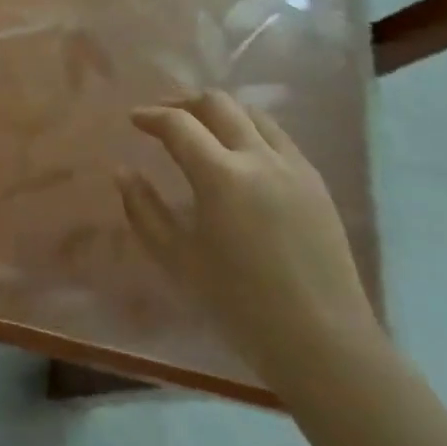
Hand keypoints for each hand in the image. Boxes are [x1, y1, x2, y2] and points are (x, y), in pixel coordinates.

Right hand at [119, 92, 380, 391]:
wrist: (323, 343)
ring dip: (220, 111)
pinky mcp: (316, 182)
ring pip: (252, 113)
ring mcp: (294, 166)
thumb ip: (144, 210)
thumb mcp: (178, 260)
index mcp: (221, 176)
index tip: (134, 119)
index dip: (151, 116)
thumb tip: (123, 172)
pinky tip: (240, 154)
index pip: (179, 124)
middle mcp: (259, 157)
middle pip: (217, 103)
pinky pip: (278, 137)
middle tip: (163, 116)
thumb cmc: (241, 305)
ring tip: (201, 128)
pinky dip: (250, 130)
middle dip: (184, 102)